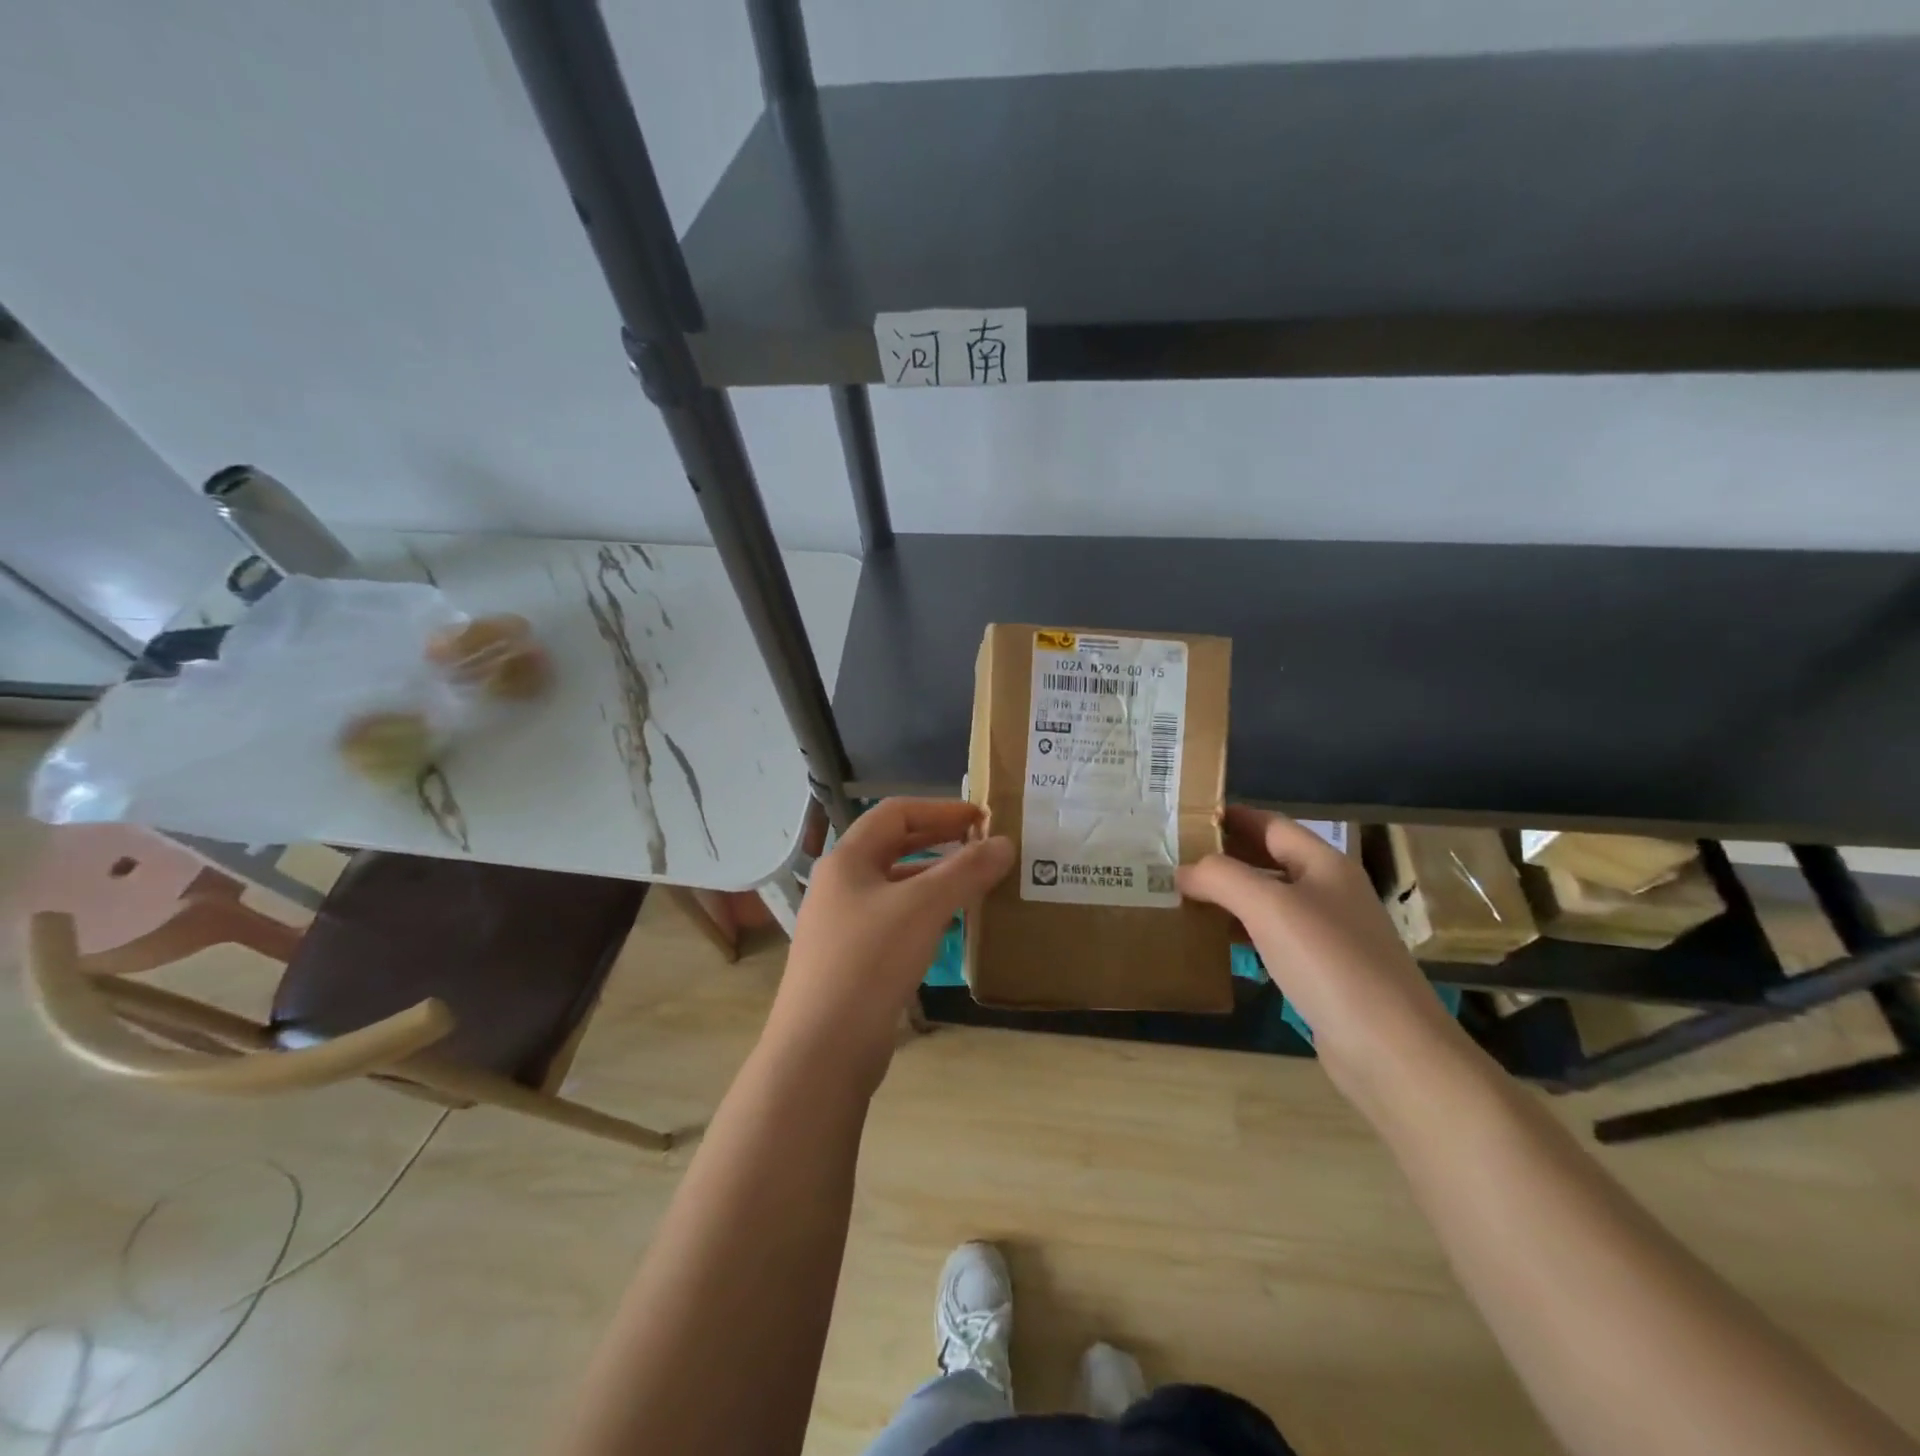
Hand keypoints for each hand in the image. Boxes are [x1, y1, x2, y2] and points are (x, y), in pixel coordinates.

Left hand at [765, 798, 1013, 1088]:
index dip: (940, 809)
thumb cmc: (869, 962)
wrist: (821, 1050)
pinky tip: (950, 928)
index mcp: (847, 859)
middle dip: (938, 841)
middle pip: (893, 847)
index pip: (895, 813)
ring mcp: (842, 924)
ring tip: (975, 884)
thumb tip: (1004, 843)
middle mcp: (840, 885)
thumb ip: (965, 871)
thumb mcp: (923, 908)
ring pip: (895, 886)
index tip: (982, 818)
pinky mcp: (850, 960)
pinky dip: (924, 914)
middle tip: (982, 846)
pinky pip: (893, 921)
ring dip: (934, 879)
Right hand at [1177, 808, 1472, 1099]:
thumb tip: (1184, 871)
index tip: (1186, 818)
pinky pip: (1275, 938)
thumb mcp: (1268, 906)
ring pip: (1270, 901)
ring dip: (1230, 896)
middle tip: (1174, 858)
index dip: (1231, 817)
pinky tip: (1216, 942)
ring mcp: (1330, 934)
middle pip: (1270, 860)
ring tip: (1184, 896)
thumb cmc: (1329, 961)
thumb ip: (1221, 877)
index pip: (1271, 824)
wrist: (1390, 1049)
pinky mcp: (1324, 972)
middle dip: (1225, 857)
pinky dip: (1244, 932)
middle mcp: (1330, 892)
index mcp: (1324, 864)